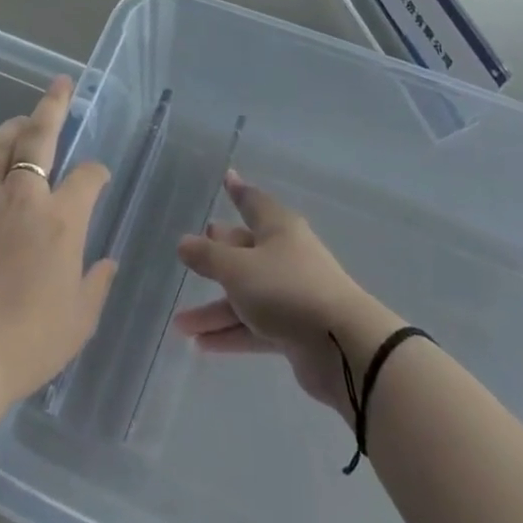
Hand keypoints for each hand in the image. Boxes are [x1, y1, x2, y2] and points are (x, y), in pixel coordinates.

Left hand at [0, 76, 117, 409]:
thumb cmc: (27, 343)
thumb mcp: (79, 320)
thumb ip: (97, 283)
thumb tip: (106, 262)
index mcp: (61, 218)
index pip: (87, 174)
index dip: (96, 171)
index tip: (98, 176)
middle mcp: (22, 197)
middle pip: (38, 135)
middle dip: (52, 105)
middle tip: (59, 85)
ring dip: (12, 130)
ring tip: (19, 123)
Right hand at [174, 171, 400, 420]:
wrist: (342, 345)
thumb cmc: (287, 289)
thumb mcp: (238, 269)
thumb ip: (208, 256)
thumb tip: (184, 242)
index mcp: (278, 229)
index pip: (253, 202)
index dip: (238, 191)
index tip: (227, 177)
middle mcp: (286, 256)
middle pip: (246, 251)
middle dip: (218, 255)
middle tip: (193, 253)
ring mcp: (292, 294)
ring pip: (246, 295)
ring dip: (215, 309)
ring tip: (180, 325)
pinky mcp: (295, 329)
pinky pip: (256, 326)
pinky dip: (232, 333)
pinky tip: (202, 345)